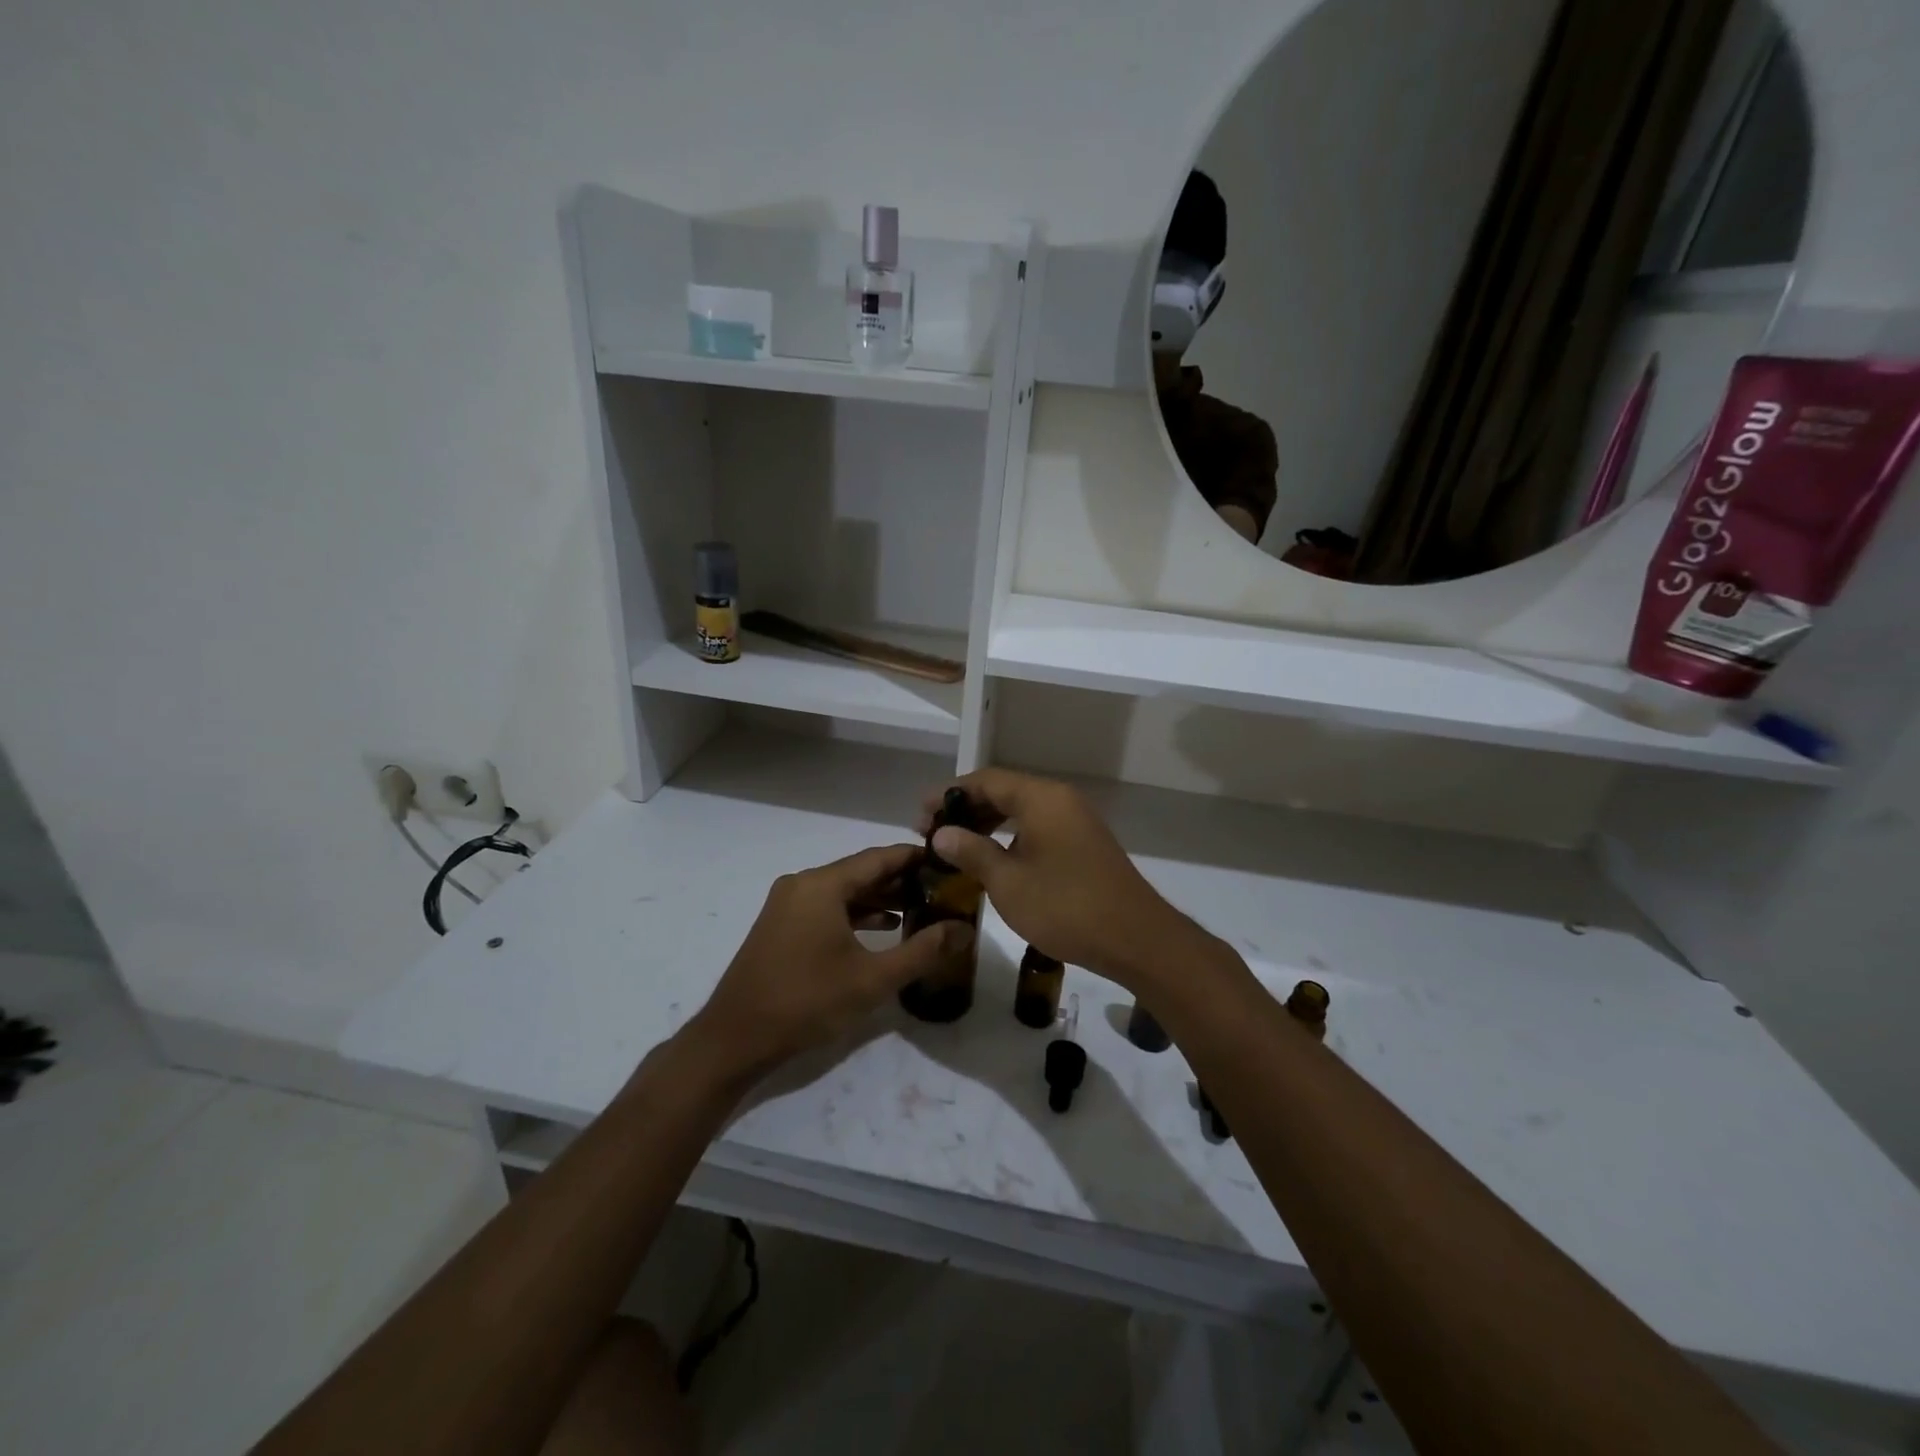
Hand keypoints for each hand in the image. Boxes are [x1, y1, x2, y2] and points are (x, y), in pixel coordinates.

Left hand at [687, 844, 972, 1080]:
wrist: (735, 1039)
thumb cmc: (807, 1002)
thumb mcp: (873, 979)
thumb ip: (922, 951)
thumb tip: (962, 930)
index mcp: (822, 885)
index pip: (879, 857)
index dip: (915, 858)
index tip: (948, 861)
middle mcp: (803, 884)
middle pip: (860, 872)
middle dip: (901, 880)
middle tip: (941, 888)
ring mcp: (787, 904)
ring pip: (843, 891)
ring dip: (879, 898)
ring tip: (920, 908)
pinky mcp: (781, 926)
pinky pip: (826, 907)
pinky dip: (855, 914)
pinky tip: (882, 929)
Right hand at [919, 769, 1191, 986]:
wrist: (1135, 938)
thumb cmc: (1065, 907)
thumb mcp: (1008, 882)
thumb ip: (972, 851)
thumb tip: (941, 833)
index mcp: (1041, 798)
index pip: (985, 780)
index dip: (949, 794)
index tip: (920, 816)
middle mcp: (1060, 800)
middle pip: (1004, 791)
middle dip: (966, 809)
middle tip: (932, 834)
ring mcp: (1076, 820)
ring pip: (1021, 810)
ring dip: (987, 824)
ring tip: (956, 847)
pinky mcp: (1083, 843)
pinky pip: (1038, 827)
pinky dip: (1010, 836)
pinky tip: (993, 860)